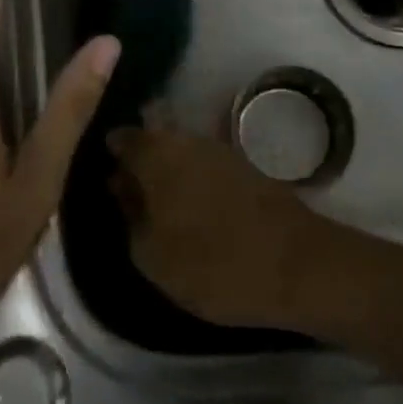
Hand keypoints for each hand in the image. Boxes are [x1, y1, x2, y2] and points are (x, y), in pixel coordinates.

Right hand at [107, 125, 343, 331]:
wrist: (298, 266)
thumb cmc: (213, 264)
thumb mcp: (152, 255)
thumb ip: (130, 215)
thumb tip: (121, 186)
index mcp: (155, 154)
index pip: (122, 138)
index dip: (111, 154)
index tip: (104, 173)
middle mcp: (185, 139)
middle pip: (153, 137)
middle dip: (141, 158)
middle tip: (131, 191)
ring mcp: (219, 148)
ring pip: (181, 149)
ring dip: (169, 168)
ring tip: (161, 203)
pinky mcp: (245, 165)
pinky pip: (205, 163)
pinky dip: (194, 178)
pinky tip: (193, 204)